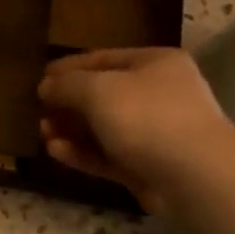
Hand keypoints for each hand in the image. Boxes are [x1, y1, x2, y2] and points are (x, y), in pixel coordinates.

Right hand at [37, 48, 231, 213]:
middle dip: (69, 103)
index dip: (69, 67)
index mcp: (155, 63)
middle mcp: (159, 94)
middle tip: (40, 110)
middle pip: (104, 94)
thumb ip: (67, 84)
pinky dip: (84, 152)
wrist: (195, 175)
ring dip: (73, 130)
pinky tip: (56, 152)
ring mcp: (157, 133)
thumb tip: (46, 86)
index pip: (103, 58)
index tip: (40, 78)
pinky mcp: (150, 167)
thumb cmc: (146, 116)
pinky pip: (110, 155)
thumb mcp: (97, 89)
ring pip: (105, 128)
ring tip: (43, 134)